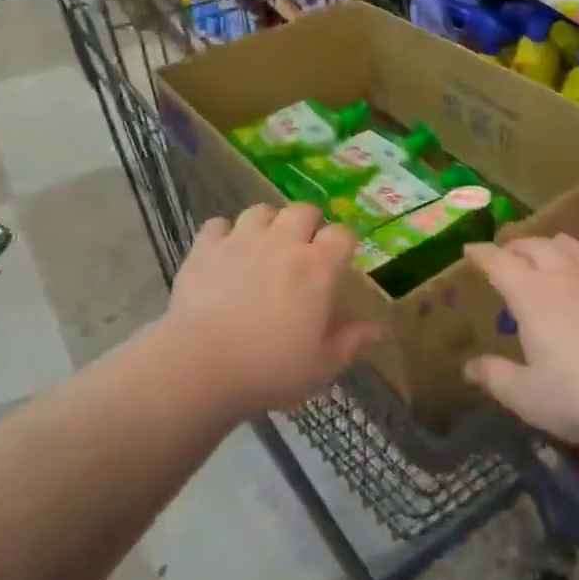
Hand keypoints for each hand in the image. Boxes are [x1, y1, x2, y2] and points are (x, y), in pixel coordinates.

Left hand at [163, 203, 379, 416]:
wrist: (200, 366)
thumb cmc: (269, 369)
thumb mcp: (320, 366)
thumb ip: (351, 342)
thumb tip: (377, 329)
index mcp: (316, 268)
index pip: (342, 234)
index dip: (344, 243)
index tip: (341, 259)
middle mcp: (282, 242)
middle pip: (303, 210)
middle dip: (308, 223)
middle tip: (303, 249)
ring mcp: (241, 240)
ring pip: (261, 211)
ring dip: (267, 224)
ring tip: (263, 247)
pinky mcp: (205, 248)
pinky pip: (218, 224)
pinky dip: (224, 234)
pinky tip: (224, 254)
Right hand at [463, 235, 578, 450]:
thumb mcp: (528, 398)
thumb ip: (495, 378)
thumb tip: (469, 366)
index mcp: (532, 296)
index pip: (499, 262)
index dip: (481, 254)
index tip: (469, 251)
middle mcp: (566, 278)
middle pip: (537, 246)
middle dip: (517, 245)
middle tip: (507, 252)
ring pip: (578, 249)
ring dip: (558, 244)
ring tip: (551, 247)